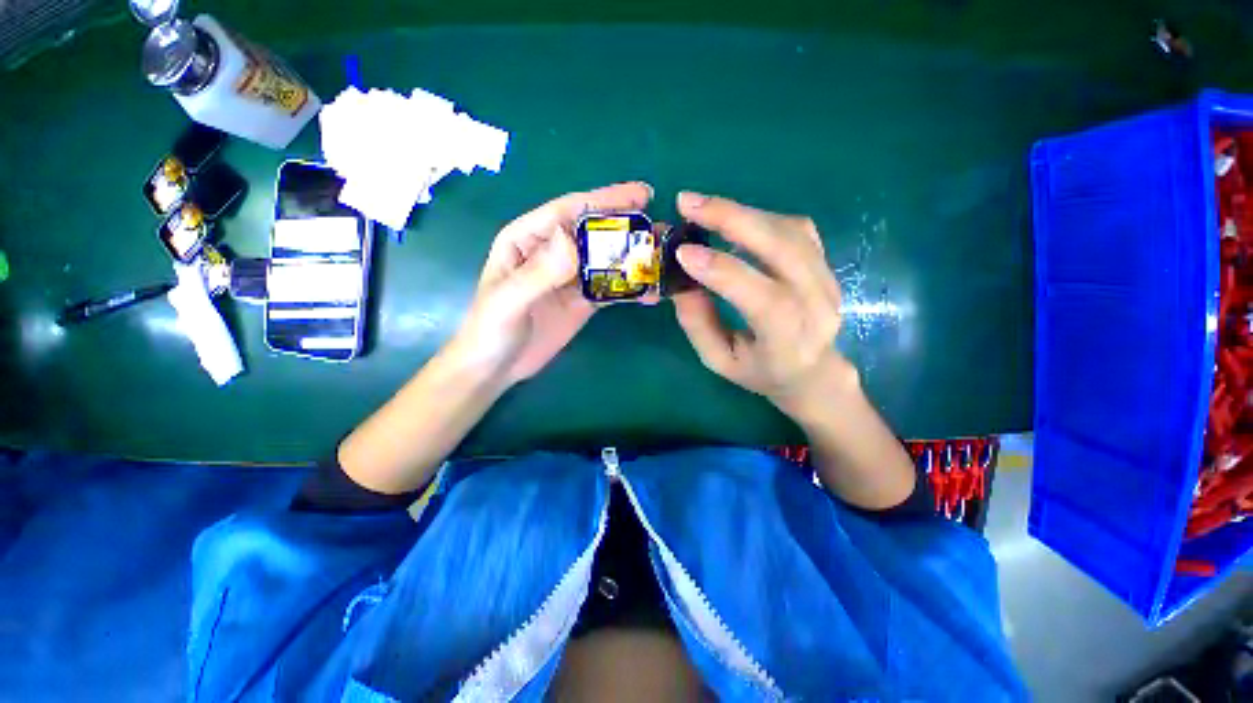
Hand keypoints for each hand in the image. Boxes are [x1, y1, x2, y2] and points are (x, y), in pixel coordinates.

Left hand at [450, 181, 653, 386]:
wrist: (496, 368)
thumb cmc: (490, 329)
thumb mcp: (508, 300)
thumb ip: (539, 273)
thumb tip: (574, 242)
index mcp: (528, 239)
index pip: (568, 212)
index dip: (604, 201)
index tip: (640, 196)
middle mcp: (552, 253)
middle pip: (593, 233)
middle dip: (626, 227)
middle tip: (662, 228)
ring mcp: (570, 278)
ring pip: (606, 260)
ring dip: (633, 258)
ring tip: (664, 257)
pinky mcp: (583, 301)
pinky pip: (610, 289)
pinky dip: (630, 288)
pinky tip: (651, 291)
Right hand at [672, 192, 854, 417]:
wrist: (813, 372)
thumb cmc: (760, 372)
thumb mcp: (719, 361)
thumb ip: (699, 324)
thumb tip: (681, 280)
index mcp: (789, 341)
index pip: (764, 299)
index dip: (722, 271)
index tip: (683, 252)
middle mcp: (818, 305)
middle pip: (783, 248)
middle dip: (732, 218)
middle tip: (688, 202)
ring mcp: (828, 279)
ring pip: (789, 230)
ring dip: (742, 213)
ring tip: (704, 209)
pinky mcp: (825, 263)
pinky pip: (796, 228)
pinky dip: (761, 217)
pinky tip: (735, 220)